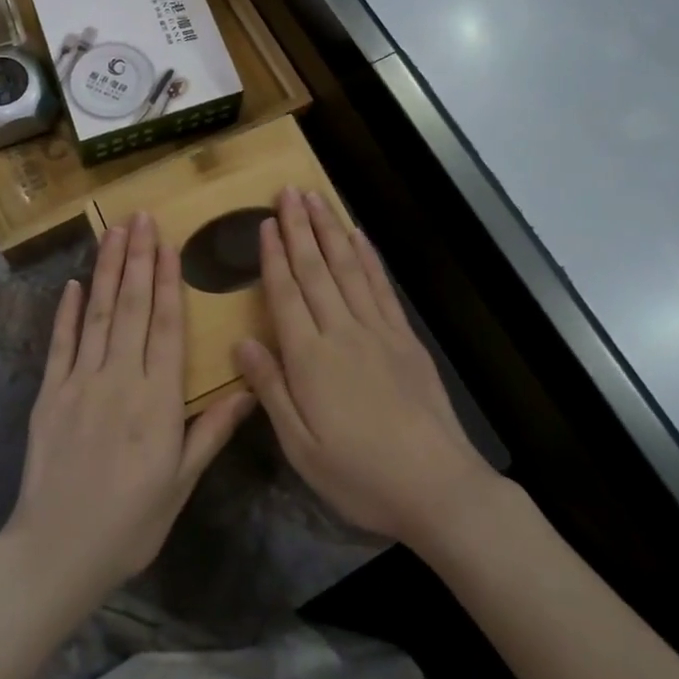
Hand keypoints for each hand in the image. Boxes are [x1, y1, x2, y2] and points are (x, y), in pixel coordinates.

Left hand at [0, 212, 255, 609]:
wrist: (57, 550)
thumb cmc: (131, 522)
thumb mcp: (181, 483)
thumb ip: (211, 431)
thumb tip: (249, 389)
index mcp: (157, 401)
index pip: (166, 327)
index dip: (167, 282)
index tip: (168, 244)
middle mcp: (119, 380)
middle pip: (131, 308)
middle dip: (137, 259)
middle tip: (141, 217)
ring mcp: (79, 383)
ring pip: (97, 315)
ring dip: (106, 271)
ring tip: (113, 232)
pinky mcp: (49, 394)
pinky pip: (60, 345)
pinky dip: (67, 312)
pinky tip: (74, 284)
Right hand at [235, 188, 494, 547]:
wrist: (437, 487)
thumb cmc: (359, 475)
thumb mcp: (300, 446)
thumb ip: (270, 389)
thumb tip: (241, 342)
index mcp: (309, 359)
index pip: (285, 294)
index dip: (274, 256)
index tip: (266, 222)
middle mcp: (342, 332)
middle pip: (315, 270)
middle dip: (300, 228)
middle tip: (288, 191)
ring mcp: (378, 331)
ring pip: (348, 268)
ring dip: (330, 230)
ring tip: (316, 198)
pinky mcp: (405, 339)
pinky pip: (381, 287)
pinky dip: (368, 257)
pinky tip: (358, 237)